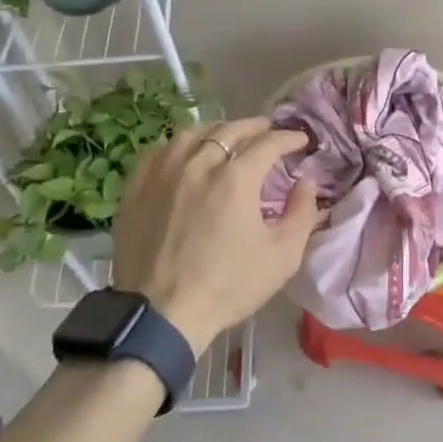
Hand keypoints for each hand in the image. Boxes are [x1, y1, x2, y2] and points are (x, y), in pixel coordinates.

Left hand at [111, 118, 321, 354]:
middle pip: (232, 129)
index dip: (289, 137)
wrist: (161, 314)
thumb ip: (302, 213)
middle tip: (269, 132)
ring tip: (227, 137)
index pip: (269, 142)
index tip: (301, 140)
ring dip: (217, 129)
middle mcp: (199, 163)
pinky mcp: (137, 186)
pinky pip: (160, 150)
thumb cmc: (228, 286)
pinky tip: (185, 153)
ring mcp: (163, 171)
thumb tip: (306, 182)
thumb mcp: (282, 257)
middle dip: (257, 127)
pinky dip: (180, 145)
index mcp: (237, 178)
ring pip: (193, 132)